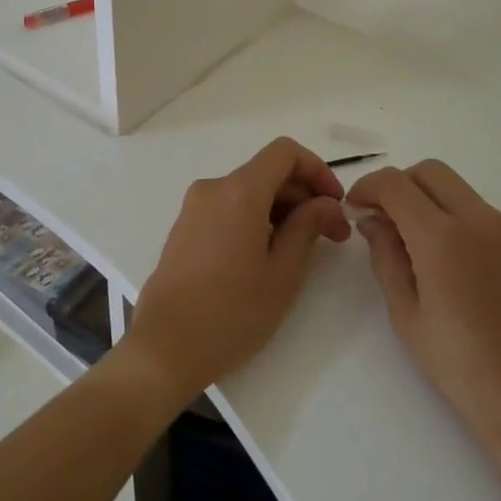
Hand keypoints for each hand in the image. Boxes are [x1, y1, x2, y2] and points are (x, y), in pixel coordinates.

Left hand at [122, 138, 349, 405]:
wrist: (164, 348)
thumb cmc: (231, 313)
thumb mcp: (282, 274)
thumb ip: (307, 227)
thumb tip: (326, 204)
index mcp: (239, 192)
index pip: (285, 153)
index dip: (317, 170)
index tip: (336, 204)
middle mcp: (214, 188)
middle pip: (268, 172)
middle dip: (304, 196)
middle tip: (333, 236)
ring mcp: (195, 206)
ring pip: (249, 191)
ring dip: (282, 209)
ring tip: (302, 250)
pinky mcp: (185, 226)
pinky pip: (229, 207)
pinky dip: (256, 218)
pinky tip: (267, 255)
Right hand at [348, 161, 500, 468]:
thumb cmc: (459, 365)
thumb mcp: (405, 314)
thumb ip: (385, 256)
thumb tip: (373, 220)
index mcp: (442, 236)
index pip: (395, 183)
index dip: (368, 187)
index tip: (357, 208)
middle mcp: (479, 220)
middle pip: (431, 172)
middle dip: (401, 185)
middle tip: (385, 219)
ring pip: (461, 192)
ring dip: (432, 202)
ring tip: (420, 246)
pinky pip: (486, 217)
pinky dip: (461, 222)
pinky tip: (458, 267)